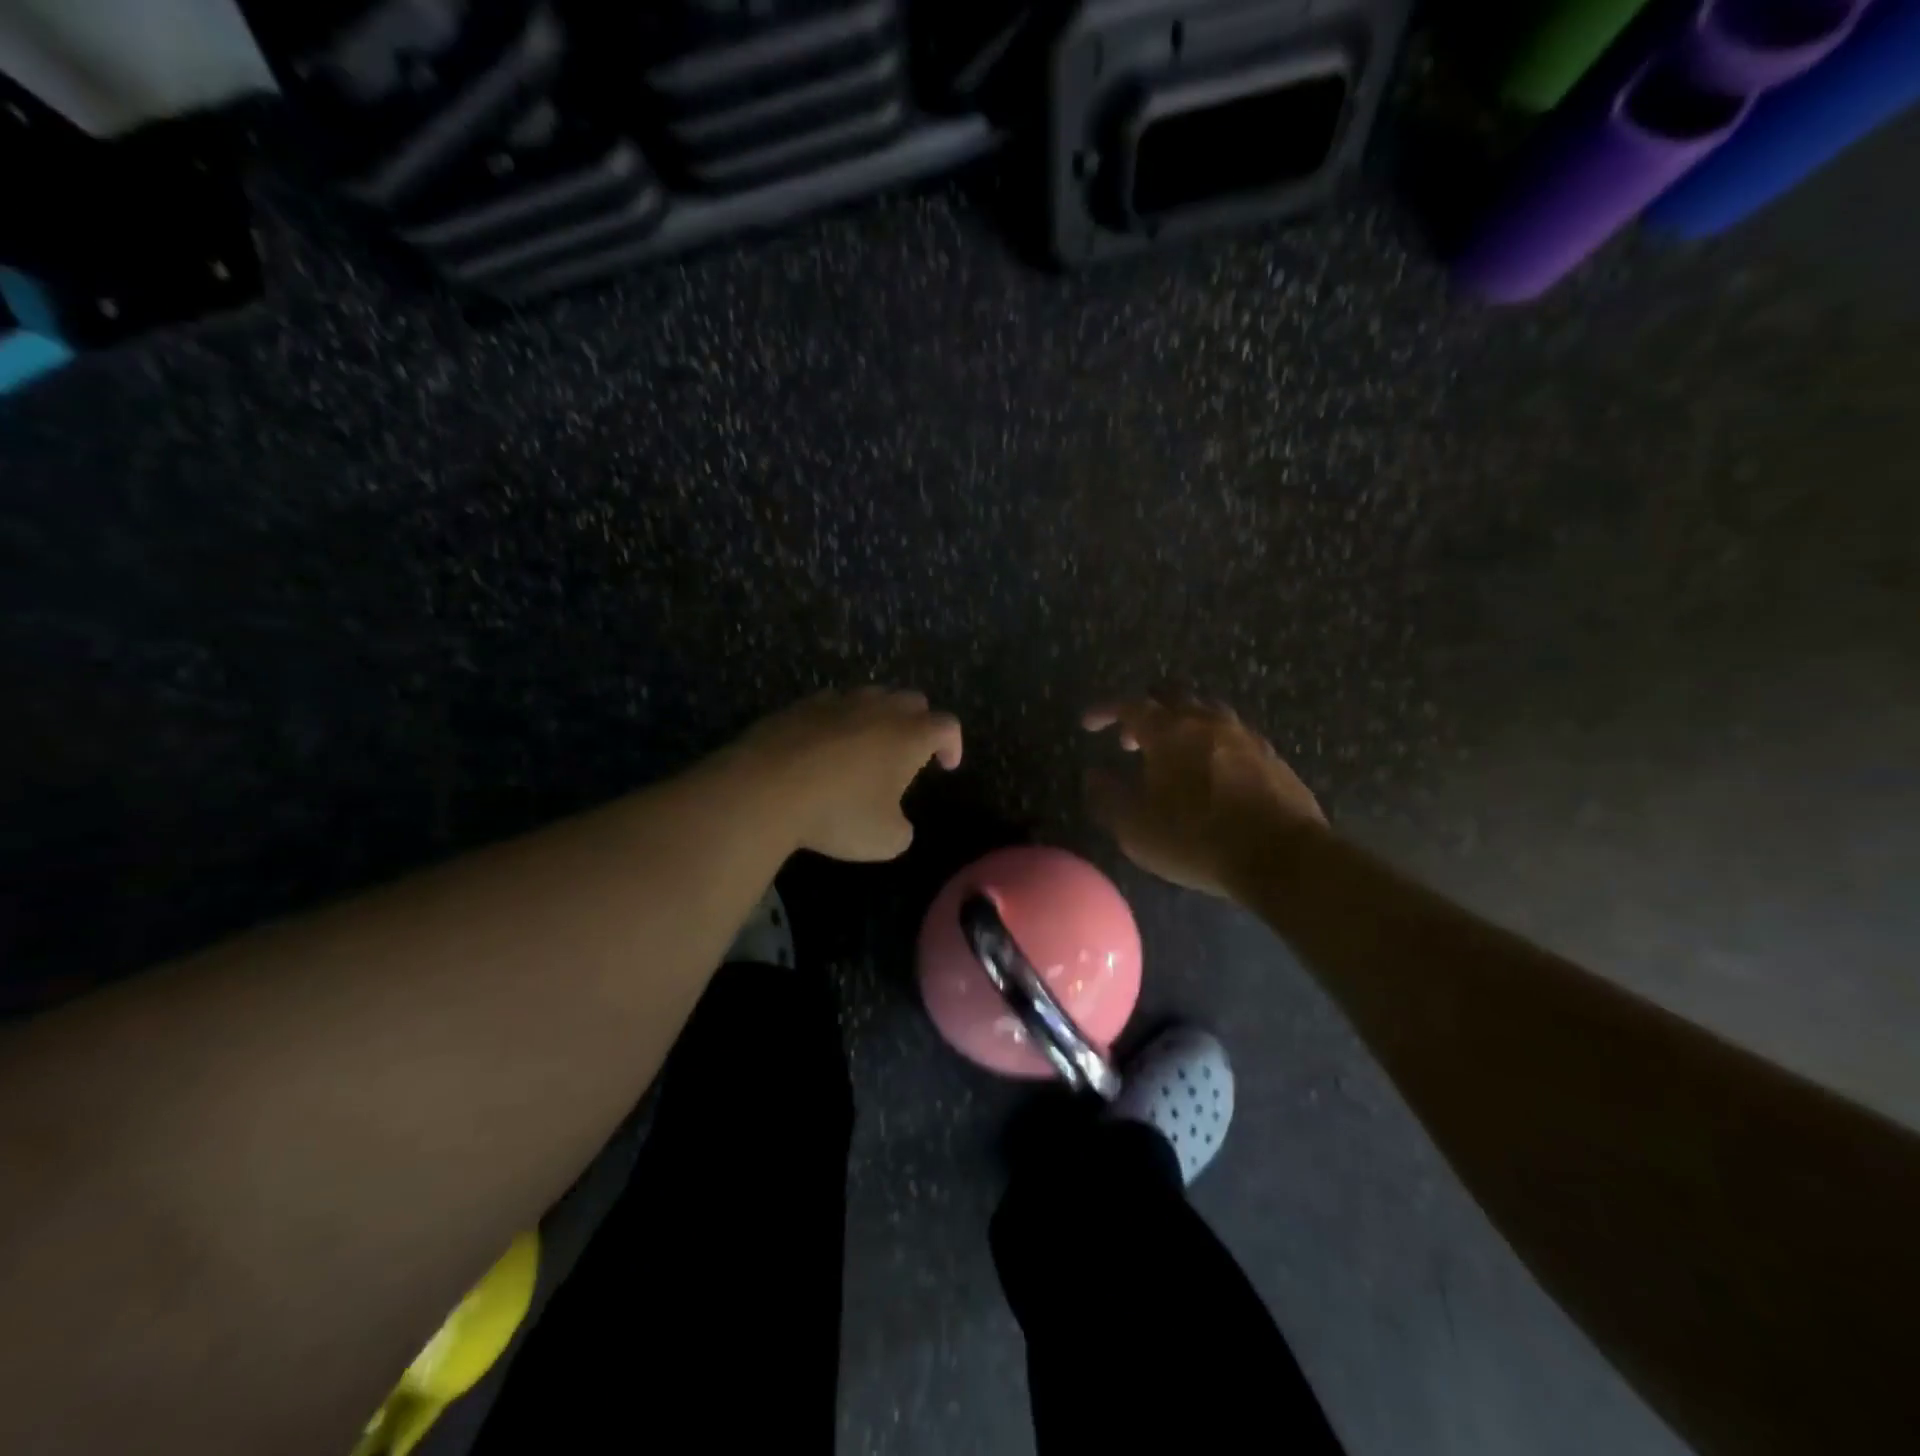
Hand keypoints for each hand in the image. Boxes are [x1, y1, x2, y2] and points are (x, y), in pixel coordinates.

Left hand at [733, 687, 962, 860]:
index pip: (947, 725)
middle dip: (919, 723)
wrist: (765, 789)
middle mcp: (878, 709)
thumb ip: (902, 829)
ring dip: (878, 717)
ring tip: (866, 748)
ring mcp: (837, 702)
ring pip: (871, 696)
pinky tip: (824, 747)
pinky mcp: (800, 706)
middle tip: (909, 753)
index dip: (953, 744)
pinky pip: (831, 705)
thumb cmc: (838, 813)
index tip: (946, 766)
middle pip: (913, 700)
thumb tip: (896, 822)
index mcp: (909, 735)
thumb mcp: (885, 840)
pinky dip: (838, 721)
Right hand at [1082, 696, 1325, 896]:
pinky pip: (1233, 735)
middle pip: (1171, 697)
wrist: (1281, 855)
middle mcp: (1205, 722)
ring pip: (1206, 711)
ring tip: (1172, 752)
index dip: (1105, 711)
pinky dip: (1211, 742)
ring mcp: (1244, 736)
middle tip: (1131, 738)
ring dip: (1182, 723)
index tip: (1088, 724)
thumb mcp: (1136, 828)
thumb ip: (1108, 797)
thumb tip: (1094, 774)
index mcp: (1168, 732)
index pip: (1128, 706)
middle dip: (1145, 711)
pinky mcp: (1271, 756)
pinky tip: (1211, 770)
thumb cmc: (1196, 839)